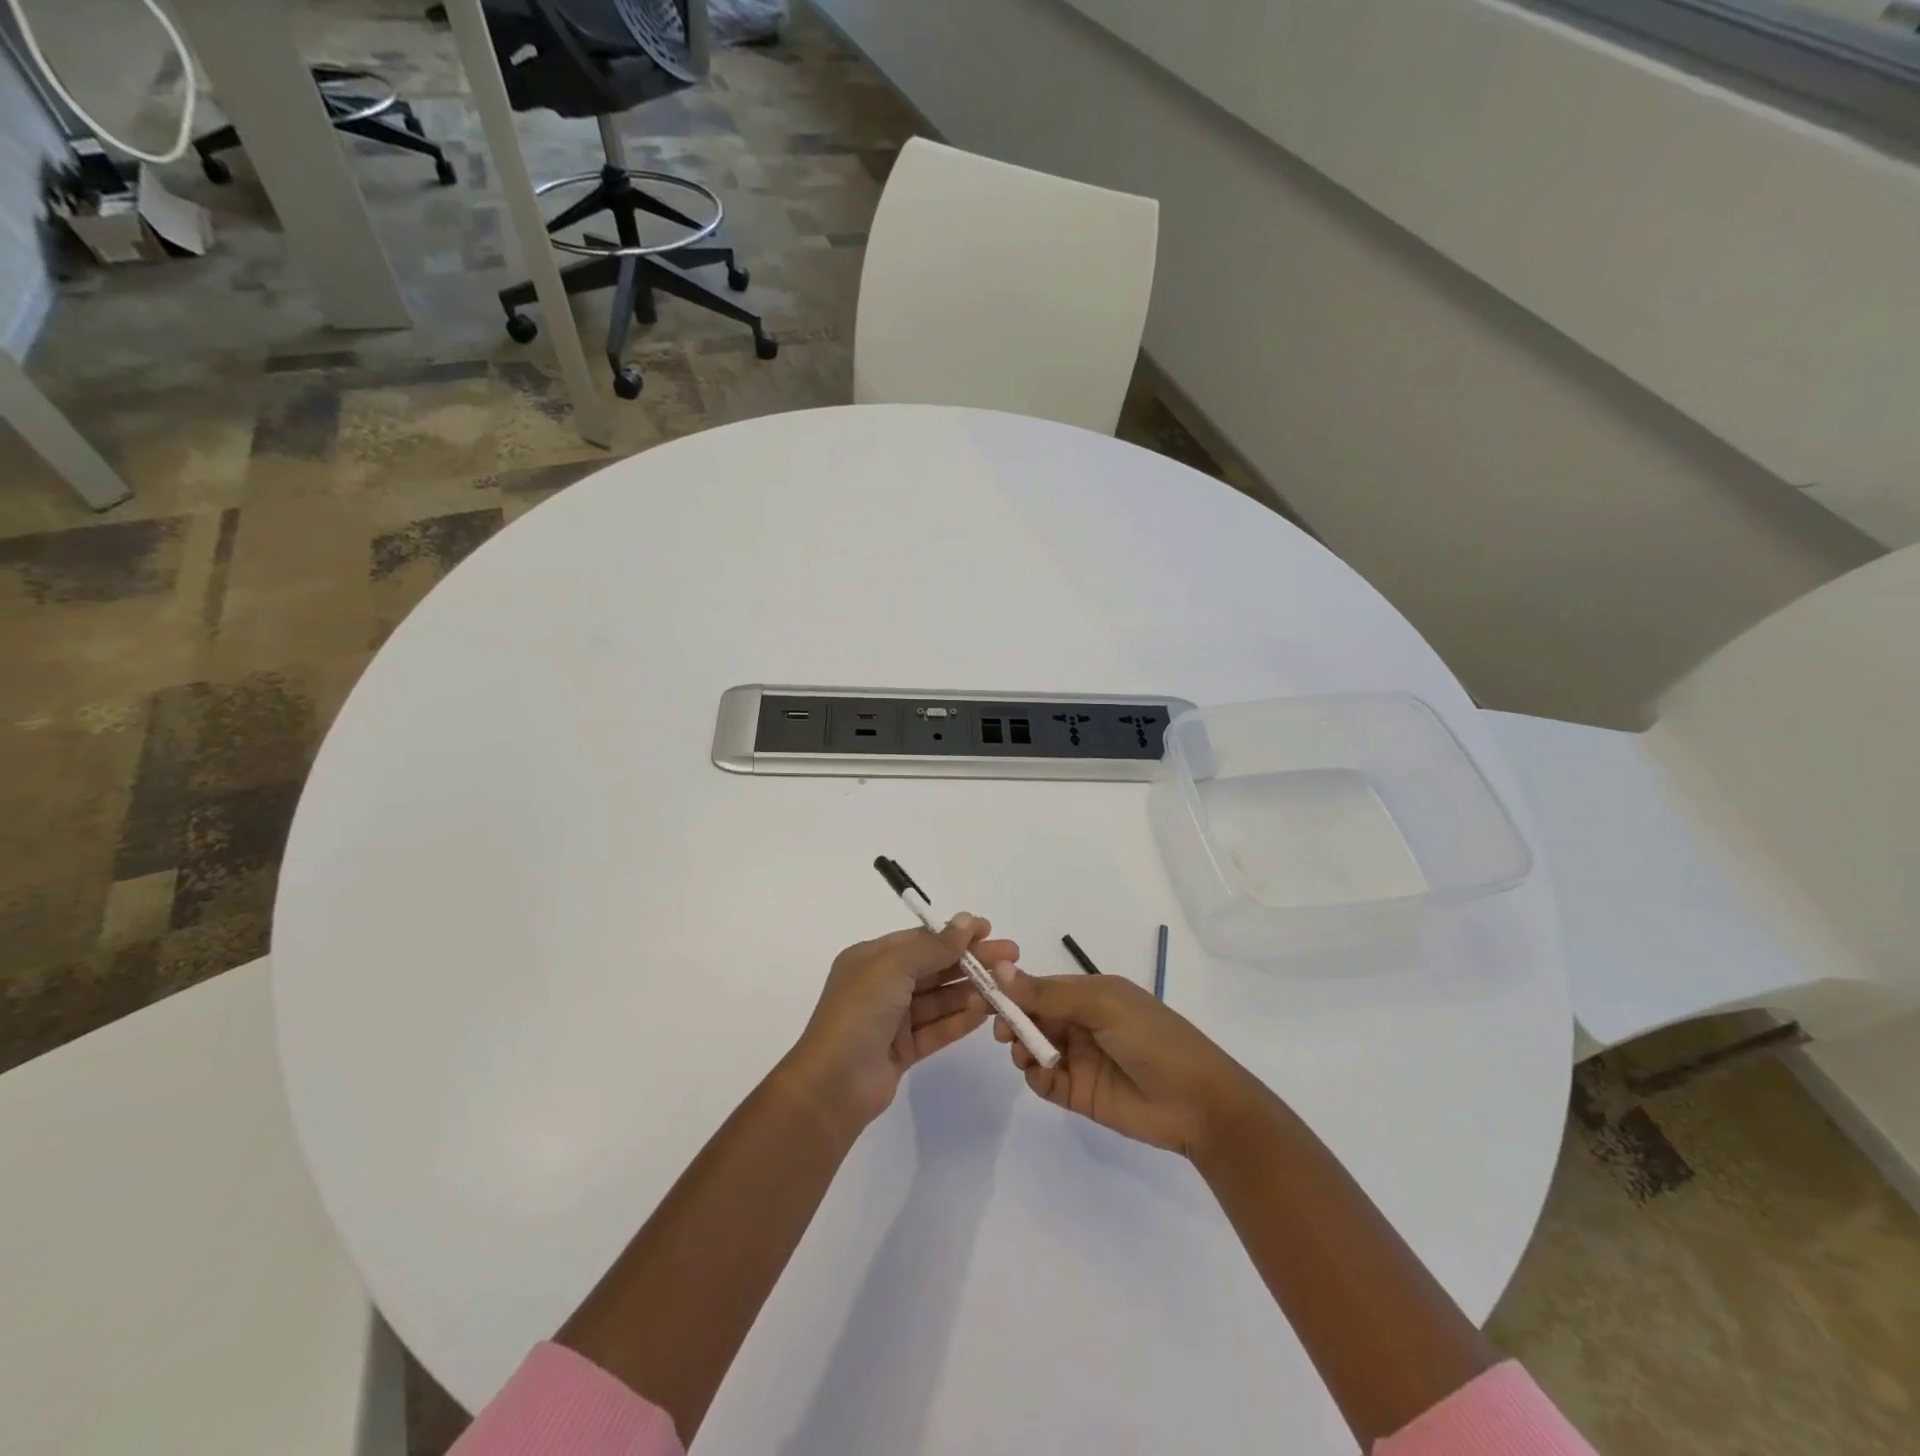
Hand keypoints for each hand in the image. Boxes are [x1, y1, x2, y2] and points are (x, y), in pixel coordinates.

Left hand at [782, 915, 1014, 1132]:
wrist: (832, 1086)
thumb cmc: (859, 1013)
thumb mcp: (893, 967)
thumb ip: (933, 946)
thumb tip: (965, 921)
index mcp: (871, 959)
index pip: (920, 939)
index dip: (954, 933)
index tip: (988, 929)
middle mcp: (882, 985)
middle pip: (934, 967)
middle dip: (970, 961)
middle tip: (1011, 957)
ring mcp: (892, 1019)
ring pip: (939, 999)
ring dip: (970, 991)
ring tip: (1004, 987)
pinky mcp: (903, 1050)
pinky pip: (937, 1028)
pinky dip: (960, 1020)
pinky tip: (986, 1012)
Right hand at [991, 966, 1260, 1159]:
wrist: (1197, 1103)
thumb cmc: (1153, 1039)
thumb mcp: (1102, 1006)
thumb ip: (1049, 994)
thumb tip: (1001, 969)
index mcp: (1090, 993)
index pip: (1041, 986)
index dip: (1013, 990)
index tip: (985, 995)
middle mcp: (1081, 1022)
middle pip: (1033, 1017)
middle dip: (1013, 1021)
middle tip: (1003, 1032)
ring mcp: (1080, 1058)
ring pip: (1034, 1048)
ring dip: (1023, 1049)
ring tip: (1026, 1055)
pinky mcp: (1080, 1093)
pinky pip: (1045, 1082)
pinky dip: (1035, 1077)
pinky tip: (1040, 1075)